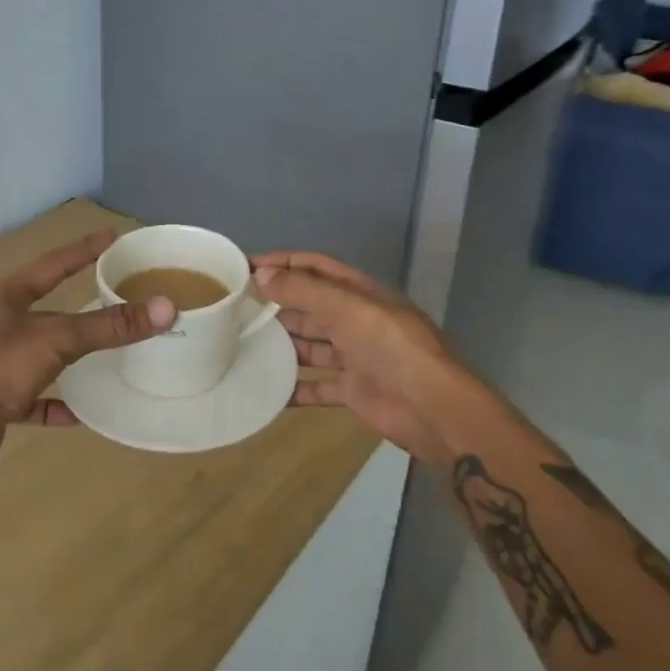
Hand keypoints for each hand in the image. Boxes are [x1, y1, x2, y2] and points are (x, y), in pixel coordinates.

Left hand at [0, 231, 176, 485]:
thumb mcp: (56, 340)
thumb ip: (108, 326)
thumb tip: (165, 307)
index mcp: (8, 297)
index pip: (54, 263)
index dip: (84, 250)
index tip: (113, 237)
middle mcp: (0, 324)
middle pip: (48, 307)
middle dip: (80, 303)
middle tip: (118, 294)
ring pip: (42, 352)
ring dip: (71, 355)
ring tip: (108, 352)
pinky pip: (35, 397)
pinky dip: (57, 403)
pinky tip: (82, 412)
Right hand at [252, 250, 483, 462]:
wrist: (433, 407)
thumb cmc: (391, 347)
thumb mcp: (347, 308)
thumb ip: (304, 291)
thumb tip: (262, 275)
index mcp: (359, 293)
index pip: (316, 267)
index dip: (283, 263)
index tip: (246, 267)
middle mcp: (356, 320)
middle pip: (310, 306)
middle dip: (277, 304)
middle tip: (236, 309)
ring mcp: (356, 356)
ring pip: (311, 345)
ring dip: (282, 344)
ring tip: (244, 344)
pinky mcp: (354, 390)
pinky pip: (317, 386)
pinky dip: (294, 388)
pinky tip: (266, 388)